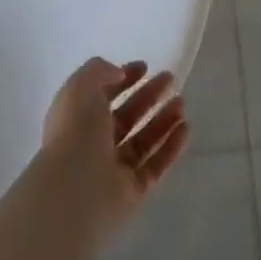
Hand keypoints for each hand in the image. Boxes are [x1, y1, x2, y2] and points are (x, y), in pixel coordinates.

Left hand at [40, 58, 188, 237]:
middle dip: (149, 96)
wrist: (74, 192)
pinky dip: (172, 147)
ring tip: (181, 103)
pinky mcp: (133, 192)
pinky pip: (156, 166)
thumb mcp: (80, 87)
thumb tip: (120, 73)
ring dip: (164, 120)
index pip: (104, 97)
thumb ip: (99, 71)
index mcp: (78, 121)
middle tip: (171, 80)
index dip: (123, 80)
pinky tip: (186, 128)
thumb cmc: (74, 133)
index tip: (145, 67)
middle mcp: (95, 146)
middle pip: (127, 117)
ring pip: (143, 141)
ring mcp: (114, 171)